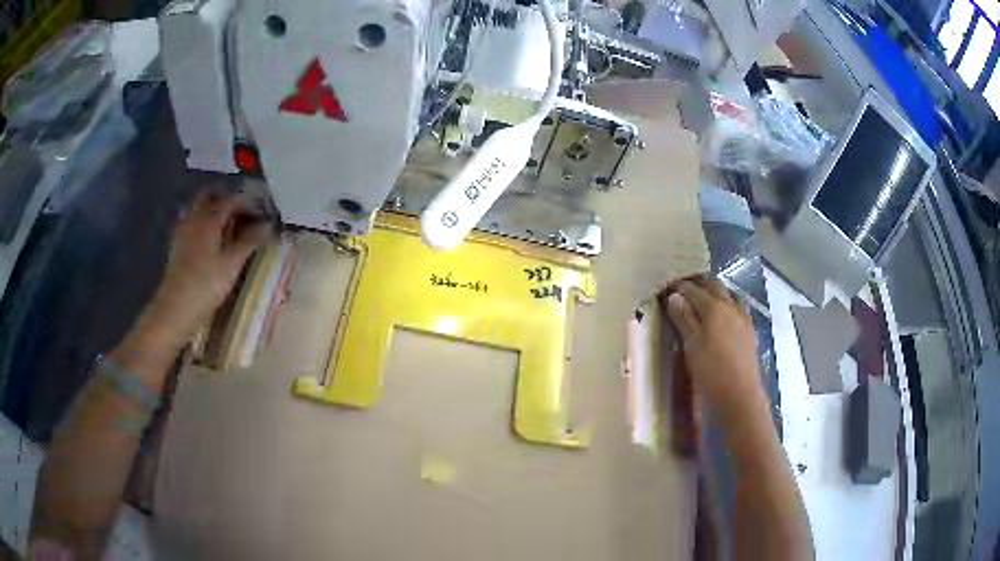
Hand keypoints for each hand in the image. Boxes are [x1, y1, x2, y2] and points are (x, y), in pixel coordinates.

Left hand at [138, 193, 271, 350]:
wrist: (176, 307)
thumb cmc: (206, 284)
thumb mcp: (232, 264)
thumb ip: (250, 241)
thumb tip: (268, 225)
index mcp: (209, 218)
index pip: (231, 200)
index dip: (248, 205)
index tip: (261, 217)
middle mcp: (195, 217)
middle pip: (211, 198)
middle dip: (227, 203)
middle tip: (242, 219)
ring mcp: (183, 230)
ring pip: (199, 210)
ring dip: (214, 214)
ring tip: (229, 231)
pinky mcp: (177, 245)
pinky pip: (192, 224)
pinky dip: (204, 226)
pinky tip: (211, 243)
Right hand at [662, 278, 766, 427]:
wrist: (740, 395)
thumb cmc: (710, 371)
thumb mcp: (691, 345)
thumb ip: (683, 319)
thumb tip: (674, 296)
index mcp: (714, 307)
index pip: (694, 290)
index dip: (680, 286)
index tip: (668, 287)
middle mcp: (730, 307)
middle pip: (714, 286)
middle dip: (699, 284)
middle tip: (684, 289)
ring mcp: (743, 318)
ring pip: (729, 295)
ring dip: (716, 293)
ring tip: (703, 301)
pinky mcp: (749, 331)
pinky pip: (738, 308)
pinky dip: (728, 305)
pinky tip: (723, 318)